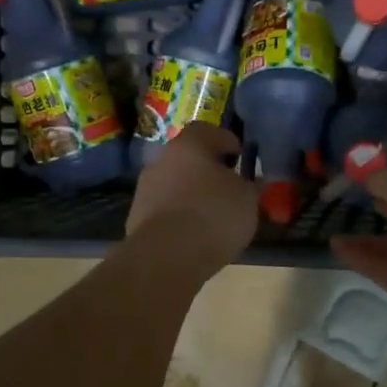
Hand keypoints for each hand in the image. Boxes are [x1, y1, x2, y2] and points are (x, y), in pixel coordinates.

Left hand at [125, 123, 258, 271]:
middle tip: (227, 186)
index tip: (239, 156)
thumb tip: (250, 183)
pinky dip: (179, 216)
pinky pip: (164, 209)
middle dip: (206, 169)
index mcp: (189, 145)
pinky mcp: (136, 218)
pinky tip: (194, 234)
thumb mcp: (247, 199)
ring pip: (174, 184)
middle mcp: (162, 160)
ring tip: (211, 215)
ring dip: (191, 194)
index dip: (225, 140)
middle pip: (187, 157)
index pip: (206, 130)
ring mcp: (145, 189)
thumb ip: (250, 186)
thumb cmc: (214, 215)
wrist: (166, 256)